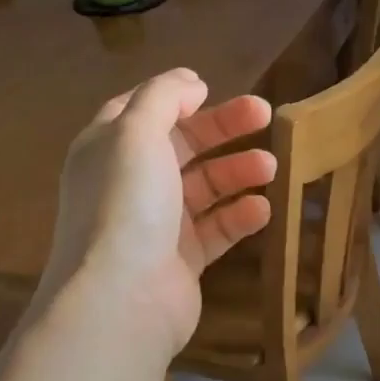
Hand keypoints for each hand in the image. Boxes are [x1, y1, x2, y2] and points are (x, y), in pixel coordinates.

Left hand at [39, 68, 275, 355]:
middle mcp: (129, 184)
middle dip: (223, 128)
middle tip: (266, 115)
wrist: (123, 299)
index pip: (141, 111)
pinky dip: (239, 216)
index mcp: (108, 149)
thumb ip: (163, 98)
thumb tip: (190, 81)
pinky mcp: (181, 259)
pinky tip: (263, 209)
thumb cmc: (127, 205)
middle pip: (182, 145)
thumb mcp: (137, 133)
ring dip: (237, 171)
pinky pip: (216, 229)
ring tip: (271, 166)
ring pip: (204, 187)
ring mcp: (156, 224)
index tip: (213, 88)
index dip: (176, 98)